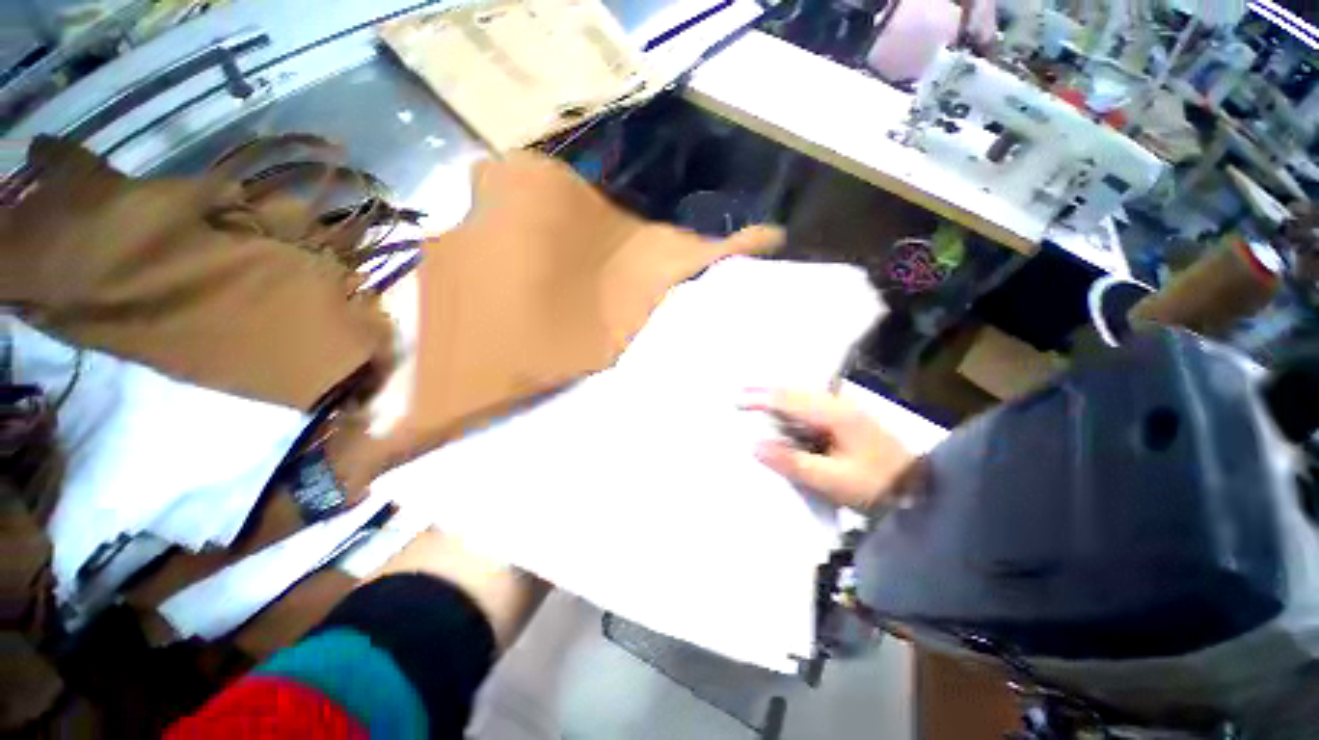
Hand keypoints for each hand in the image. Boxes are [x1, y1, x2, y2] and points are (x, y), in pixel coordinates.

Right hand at [744, 389, 914, 511]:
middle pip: (794, 391)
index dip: (760, 398)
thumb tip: (754, 445)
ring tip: (754, 401)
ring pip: (802, 396)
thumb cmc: (876, 486)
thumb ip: (792, 462)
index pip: (789, 399)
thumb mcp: (832, 480)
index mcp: (835, 414)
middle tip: (739, 396)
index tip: (736, 400)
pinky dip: (790, 407)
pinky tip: (781, 414)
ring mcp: (844, 410)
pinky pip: (810, 406)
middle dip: (765, 393)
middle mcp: (838, 404)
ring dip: (777, 398)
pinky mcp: (846, 420)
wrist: (922, 492)